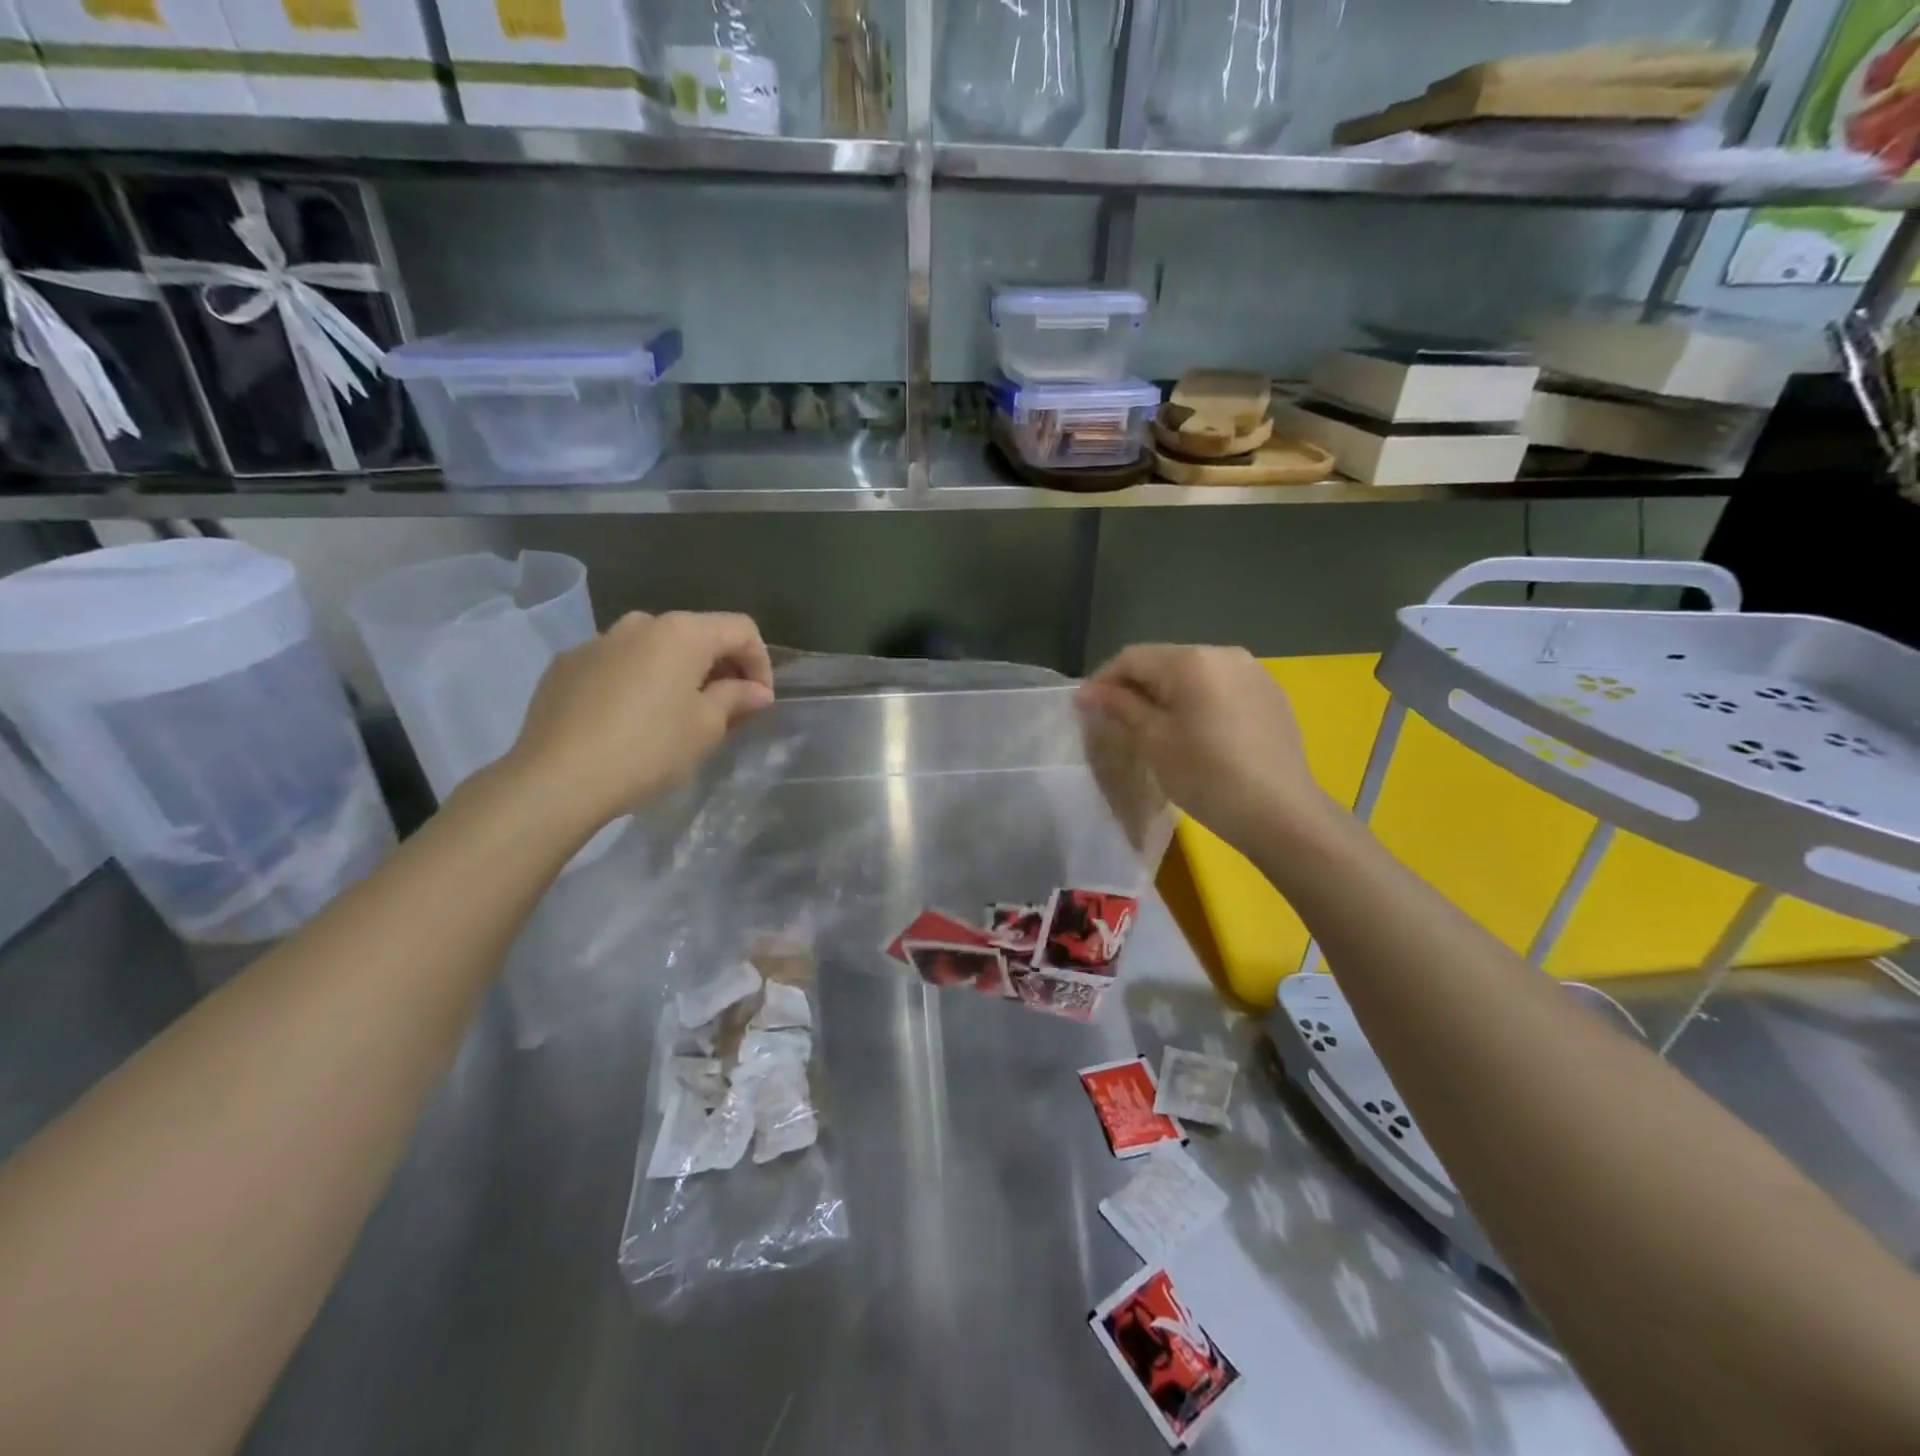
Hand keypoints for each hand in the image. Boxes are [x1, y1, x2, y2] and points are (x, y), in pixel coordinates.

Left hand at [504, 611, 774, 834]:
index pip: (740, 629)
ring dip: (676, 673)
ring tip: (677, 714)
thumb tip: (755, 691)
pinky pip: (617, 664)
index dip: (760, 662)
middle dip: (718, 667)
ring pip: (653, 648)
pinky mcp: (566, 665)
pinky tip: (630, 720)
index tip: (760, 700)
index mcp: (681, 633)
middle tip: (726, 709)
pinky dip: (636, 681)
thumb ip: (735, 699)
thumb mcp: (705, 728)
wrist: (557, 779)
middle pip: (696, 634)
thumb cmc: (648, 750)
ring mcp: (597, 641)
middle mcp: (640, 623)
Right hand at [1078, 644, 1331, 852]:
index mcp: (1192, 660)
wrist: (1282, 814)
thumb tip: (1089, 694)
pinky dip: (1197, 703)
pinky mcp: (1270, 695)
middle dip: (1134, 688)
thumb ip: (1121, 708)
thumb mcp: (1154, 742)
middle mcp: (1225, 654)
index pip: (1132, 658)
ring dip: (1166, 695)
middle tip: (1114, 721)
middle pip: (1164, 663)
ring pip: (1193, 675)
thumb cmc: (1207, 776)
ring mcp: (1254, 673)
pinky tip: (1194, 734)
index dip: (1102, 681)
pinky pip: (1220, 689)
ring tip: (1152, 728)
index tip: (1083, 710)